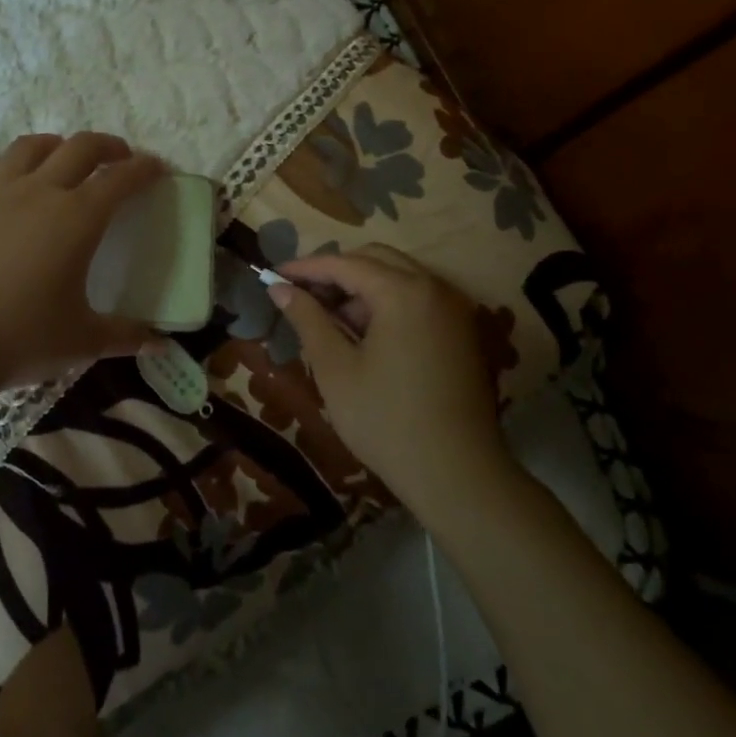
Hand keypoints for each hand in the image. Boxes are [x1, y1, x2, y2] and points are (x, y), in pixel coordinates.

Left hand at [0, 133, 166, 388]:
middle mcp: (39, 193)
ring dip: (52, 144)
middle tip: (118, 157)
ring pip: (27, 148)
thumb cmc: (23, 339)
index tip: (156, 167)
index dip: (143, 169)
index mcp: (77, 218)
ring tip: (61, 155)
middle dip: (106, 146)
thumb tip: (158, 345)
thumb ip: (124, 336)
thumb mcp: (83, 340)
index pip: (120, 179)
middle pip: (79, 148)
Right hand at [271, 245, 517, 520]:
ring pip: (398, 277)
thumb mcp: (335, 368)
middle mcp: (434, 288)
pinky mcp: (462, 332)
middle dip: (335, 272)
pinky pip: (418, 299)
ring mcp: (454, 309)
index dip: (305, 268)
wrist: (459, 477)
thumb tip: (279, 288)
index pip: (344, 264)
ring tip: (330, 319)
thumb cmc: (387, 421)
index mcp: (403, 292)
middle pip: (375, 259)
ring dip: (362, 288)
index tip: (273, 275)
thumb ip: (307, 319)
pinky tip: (365, 335)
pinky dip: (387, 303)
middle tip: (301, 295)